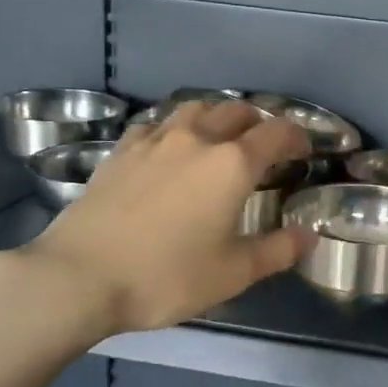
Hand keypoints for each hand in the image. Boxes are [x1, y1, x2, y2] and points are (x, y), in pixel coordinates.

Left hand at [9, 100, 311, 336]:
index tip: (303, 150)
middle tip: (264, 146)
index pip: (276, 133)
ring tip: (219, 137)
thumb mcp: (233, 273)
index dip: (296, 137)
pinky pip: (156, 124)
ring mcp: (154, 141)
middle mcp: (196, 139)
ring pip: (194, 109)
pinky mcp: (121, 151)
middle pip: (236, 111)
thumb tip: (309, 236)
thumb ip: (278, 250)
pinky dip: (174, 127)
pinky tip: (169, 146)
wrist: (79, 277)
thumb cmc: (166, 276)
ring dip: (216, 116)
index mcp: (231, 164)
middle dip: (258, 122)